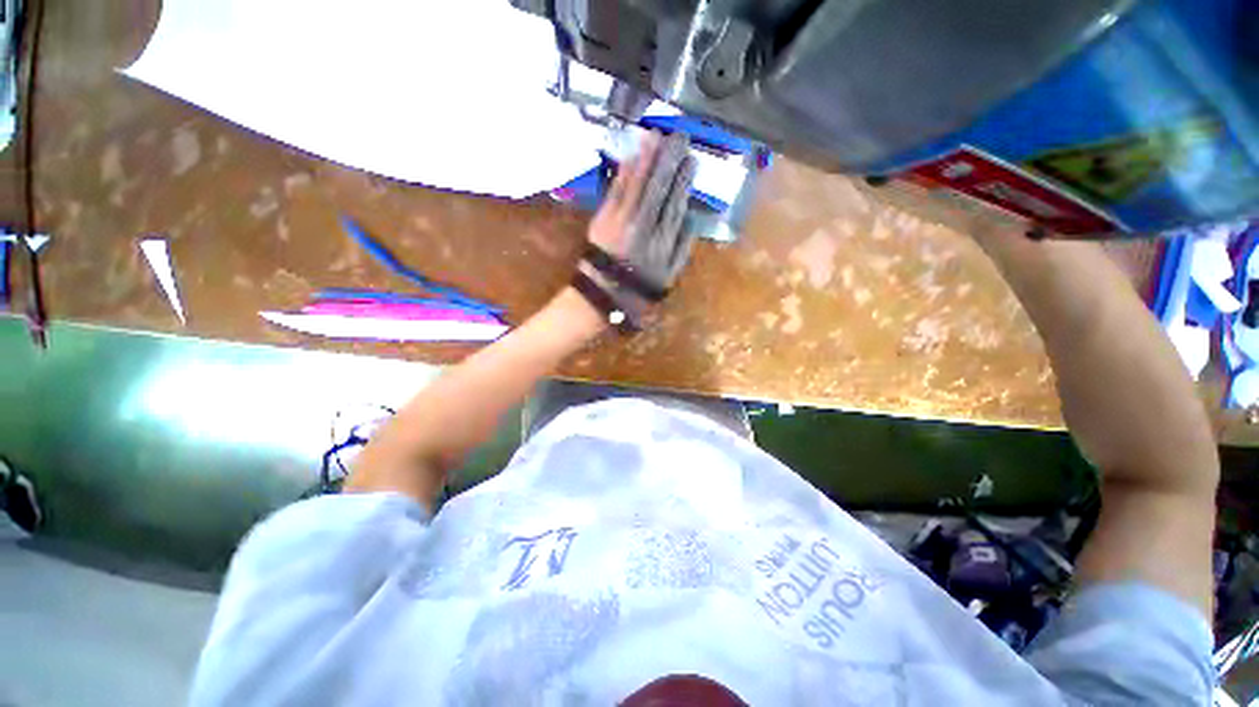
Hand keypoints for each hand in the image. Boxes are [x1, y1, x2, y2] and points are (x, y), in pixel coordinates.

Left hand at [587, 130, 696, 292]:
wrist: (604, 294)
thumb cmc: (639, 286)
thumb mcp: (669, 275)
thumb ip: (683, 248)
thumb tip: (692, 218)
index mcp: (662, 242)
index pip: (675, 204)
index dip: (683, 180)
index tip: (692, 159)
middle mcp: (644, 227)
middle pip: (658, 188)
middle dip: (669, 160)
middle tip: (679, 136)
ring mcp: (621, 220)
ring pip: (637, 185)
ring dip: (647, 158)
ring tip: (657, 135)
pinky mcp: (603, 218)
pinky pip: (616, 190)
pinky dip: (624, 172)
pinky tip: (632, 155)